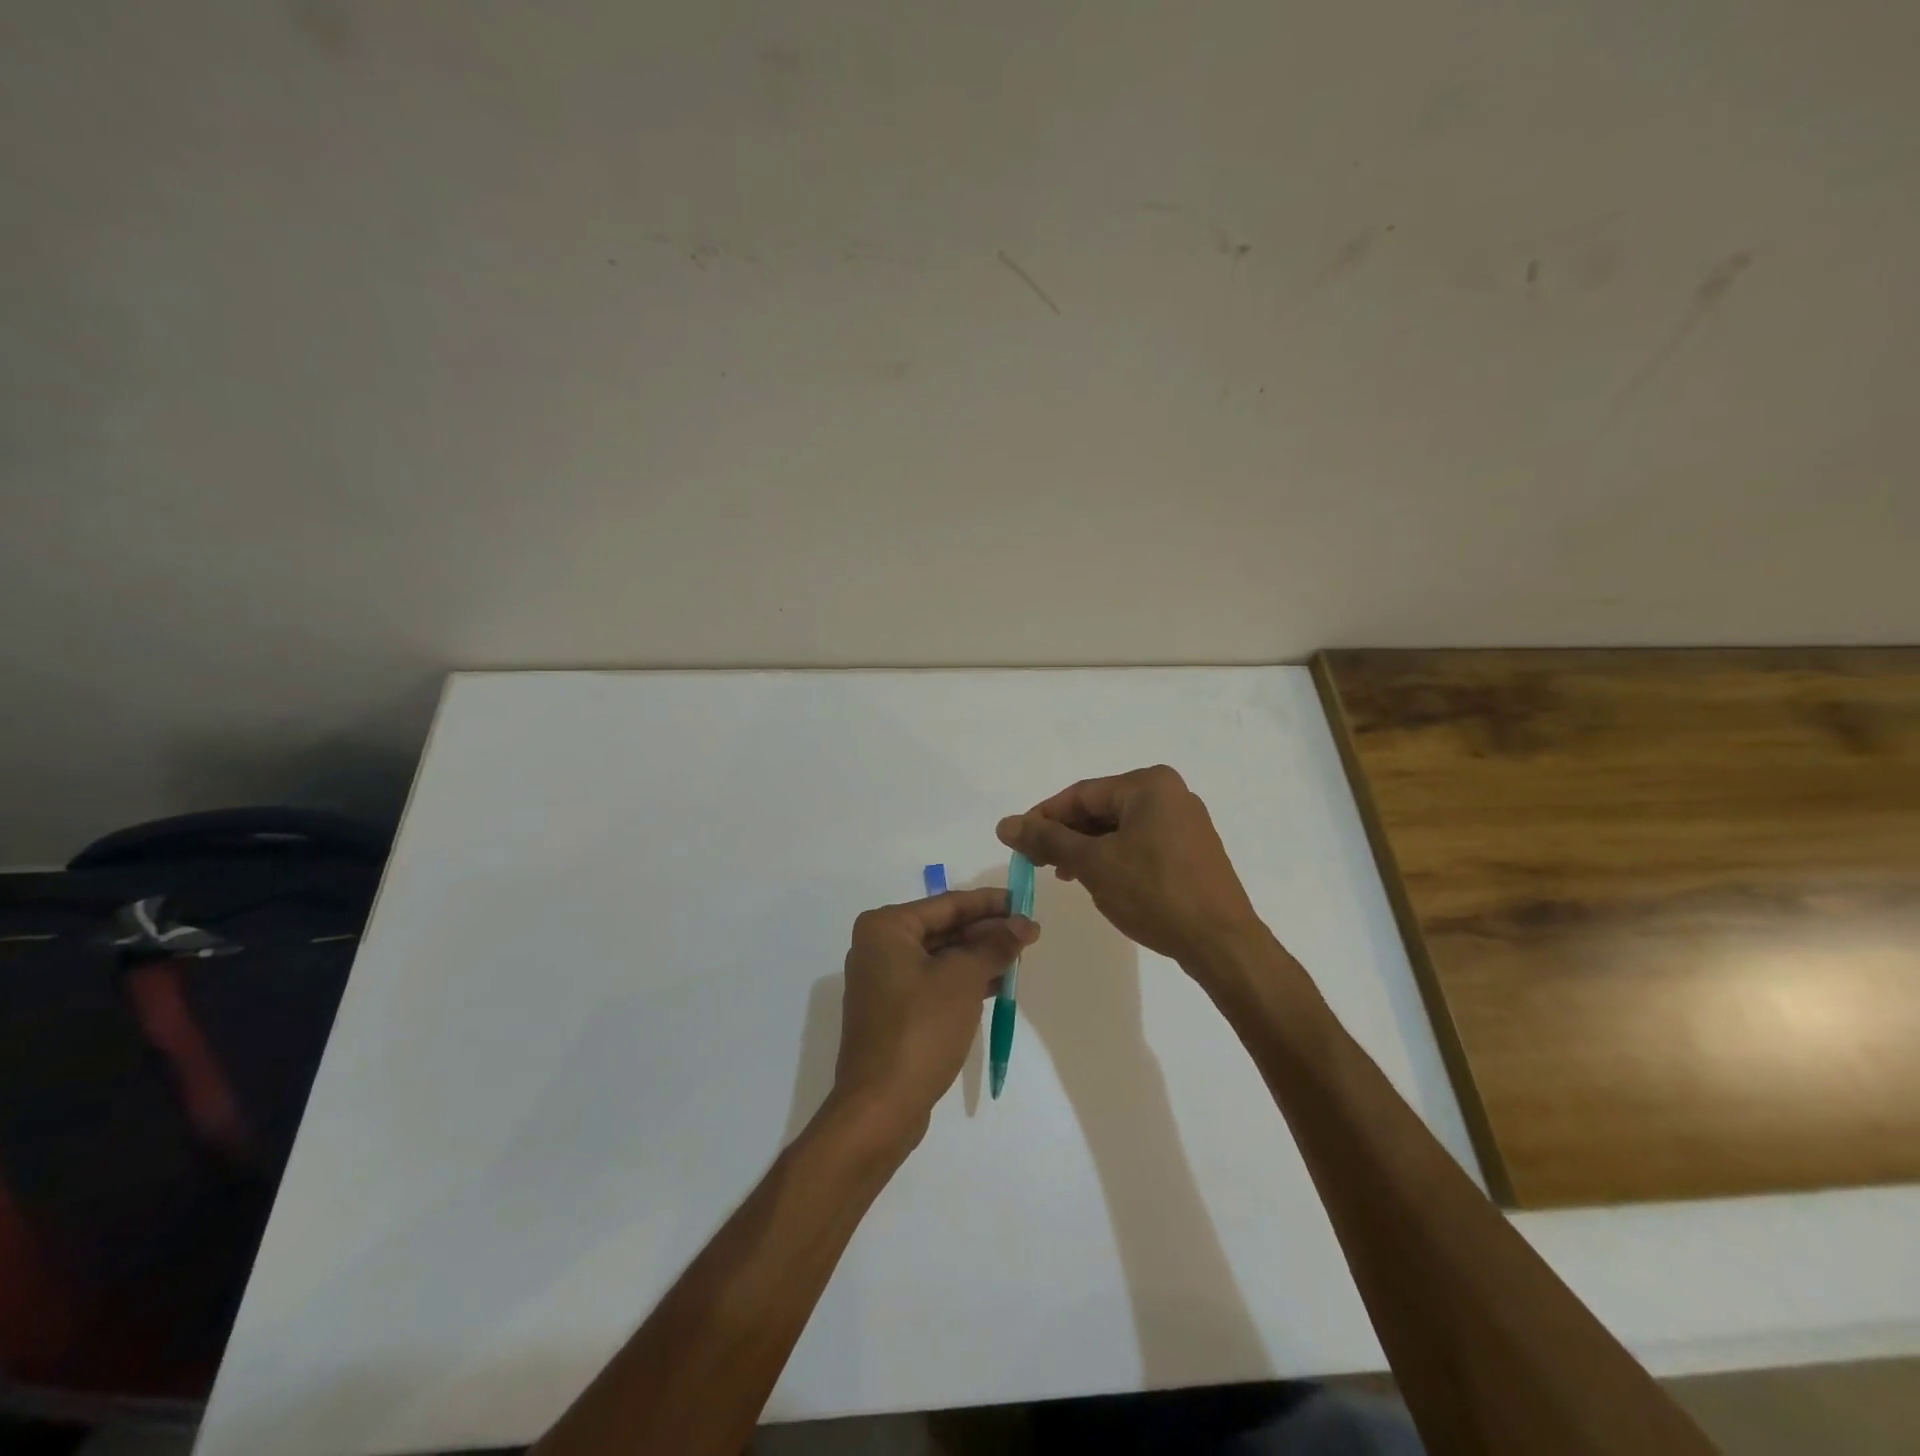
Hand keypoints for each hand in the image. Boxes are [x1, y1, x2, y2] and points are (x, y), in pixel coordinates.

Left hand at [827, 888, 1038, 1149]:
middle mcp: (880, 947)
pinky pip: (936, 982)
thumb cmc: (920, 1029)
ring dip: (980, 956)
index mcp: (887, 928)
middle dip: (987, 931)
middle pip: (944, 929)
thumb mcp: (963, 980)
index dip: (990, 903)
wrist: (881, 1106)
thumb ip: (994, 946)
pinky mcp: (895, 1011)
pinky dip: (966, 980)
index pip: (948, 904)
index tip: (1025, 902)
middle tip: (1030, 933)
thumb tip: (1024, 924)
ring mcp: (885, 981)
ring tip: (1021, 956)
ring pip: (942, 957)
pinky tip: (1000, 984)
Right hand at [996, 765, 1262, 971]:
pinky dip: (1114, 858)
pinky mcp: (1192, 851)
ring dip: (1088, 849)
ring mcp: (1185, 823)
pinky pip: (1141, 844)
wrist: (1222, 944)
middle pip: (1101, 809)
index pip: (1081, 794)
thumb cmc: (1154, 893)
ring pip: (1120, 828)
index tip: (1017, 842)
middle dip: (1067, 835)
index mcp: (1149, 785)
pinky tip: (1100, 881)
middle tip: (1037, 862)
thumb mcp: (1093, 864)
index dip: (1044, 817)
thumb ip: (1047, 840)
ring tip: (1065, 875)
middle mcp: (1171, 794)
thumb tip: (1005, 824)